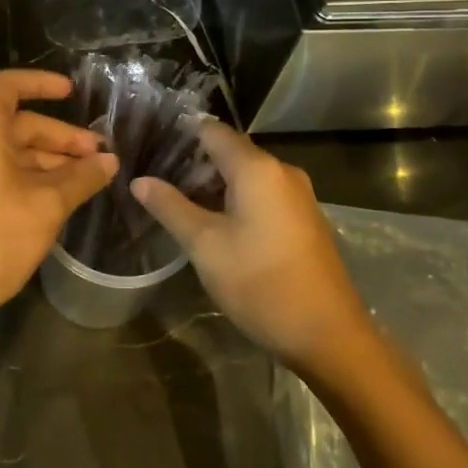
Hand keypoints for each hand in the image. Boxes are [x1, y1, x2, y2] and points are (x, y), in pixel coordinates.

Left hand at [0, 70, 116, 338]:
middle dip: (61, 136)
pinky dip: (32, 177)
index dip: (42, 83)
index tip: (74, 93)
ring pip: (13, 152)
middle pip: (18, 123)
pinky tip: (61, 197)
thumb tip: (110, 160)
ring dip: (51, 160)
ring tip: (89, 179)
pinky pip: (2, 173)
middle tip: (99, 155)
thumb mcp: (48, 205)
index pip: (10, 85)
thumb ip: (82, 177)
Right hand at [133, 122, 373, 373]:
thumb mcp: (204, 246)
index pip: (212, 131)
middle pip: (230, 153)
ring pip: (247, 176)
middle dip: (194, 166)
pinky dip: (237, 201)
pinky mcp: (305, 219)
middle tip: (158, 185)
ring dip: (214, 187)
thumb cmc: (260, 283)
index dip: (180, 136)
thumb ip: (170, 207)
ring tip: (180, 207)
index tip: (151, 148)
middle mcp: (282, 172)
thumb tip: (139, 181)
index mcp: (257, 169)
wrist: (328, 335)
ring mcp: (298, 196)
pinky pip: (264, 195)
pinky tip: (217, 227)